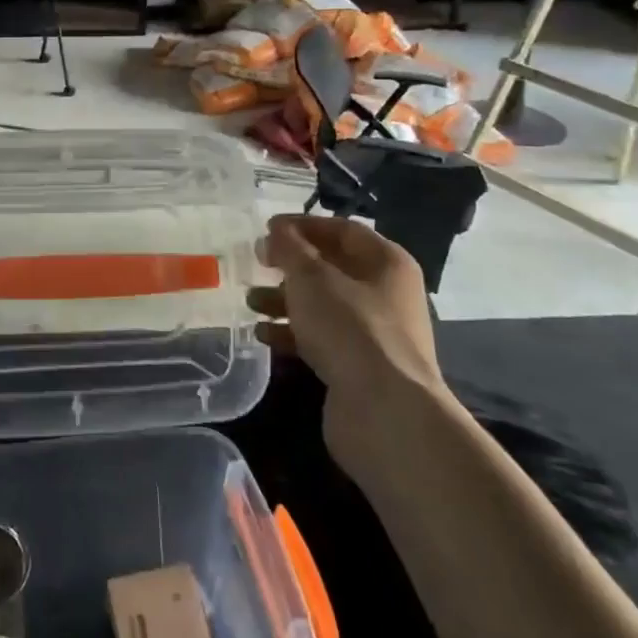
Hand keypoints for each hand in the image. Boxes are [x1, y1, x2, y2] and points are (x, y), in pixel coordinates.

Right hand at [250, 214, 445, 462]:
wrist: (384, 412)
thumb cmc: (350, 328)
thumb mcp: (311, 277)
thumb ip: (289, 248)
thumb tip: (277, 231)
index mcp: (387, 263)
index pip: (342, 229)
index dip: (303, 225)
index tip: (266, 228)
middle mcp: (386, 294)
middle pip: (331, 268)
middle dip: (290, 266)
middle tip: (256, 263)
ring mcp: (374, 333)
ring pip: (323, 305)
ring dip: (285, 300)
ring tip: (251, 302)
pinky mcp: (359, 367)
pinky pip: (321, 339)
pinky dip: (292, 333)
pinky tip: (263, 335)